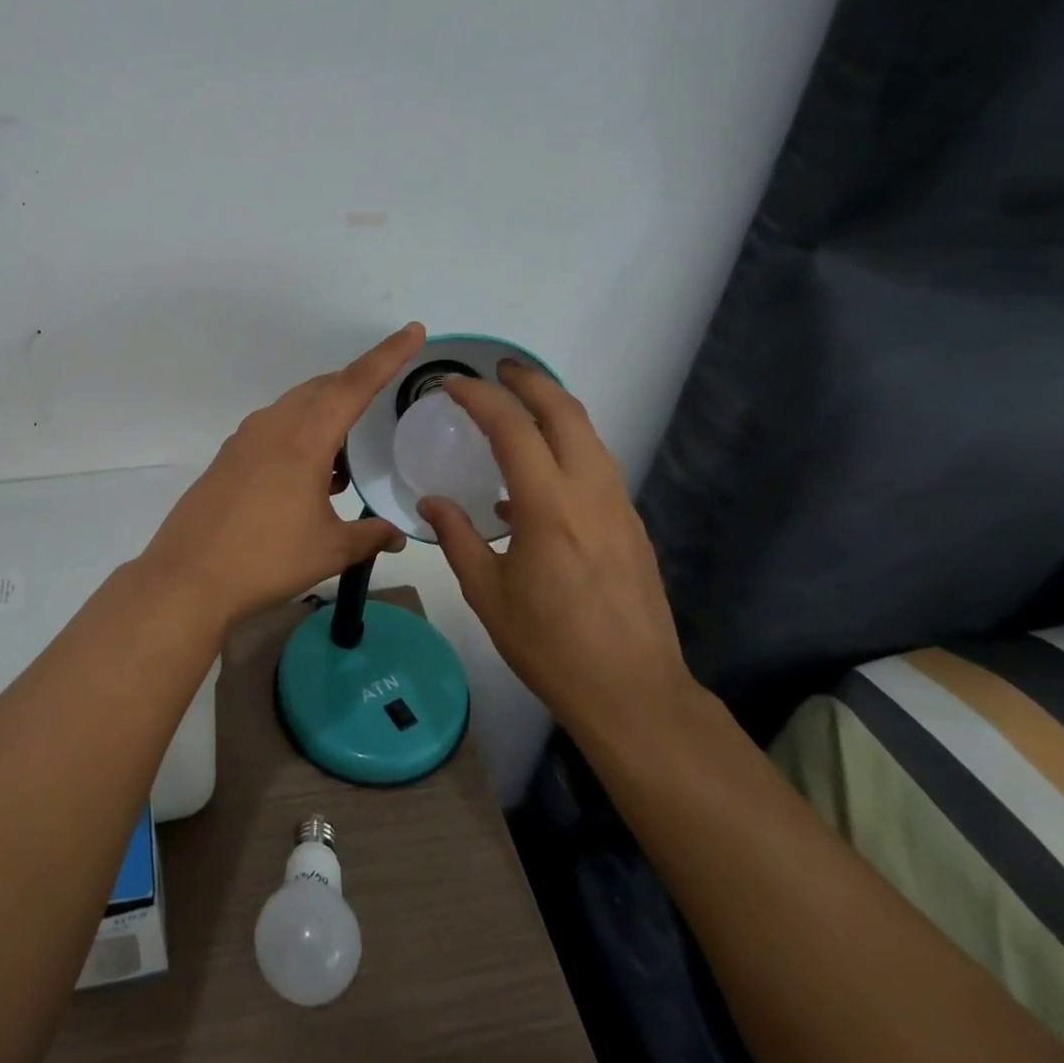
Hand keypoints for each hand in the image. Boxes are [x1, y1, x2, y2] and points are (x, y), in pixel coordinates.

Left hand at [139, 323, 425, 626]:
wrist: (188, 578)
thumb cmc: (266, 559)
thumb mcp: (329, 549)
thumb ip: (370, 535)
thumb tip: (396, 534)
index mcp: (304, 438)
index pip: (353, 384)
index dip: (386, 356)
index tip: (412, 332)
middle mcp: (273, 426)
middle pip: (322, 389)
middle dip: (355, 387)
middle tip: (382, 402)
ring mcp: (245, 440)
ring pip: (295, 408)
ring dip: (325, 418)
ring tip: (346, 459)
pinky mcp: (228, 457)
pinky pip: (274, 430)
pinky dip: (300, 437)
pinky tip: (310, 478)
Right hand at [417, 361, 697, 751]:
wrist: (633, 692)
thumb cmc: (550, 646)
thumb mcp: (487, 594)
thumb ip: (456, 538)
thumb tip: (430, 502)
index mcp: (549, 508)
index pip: (513, 429)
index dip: (480, 398)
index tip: (452, 385)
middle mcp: (591, 493)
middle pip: (565, 412)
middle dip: (530, 381)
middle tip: (498, 371)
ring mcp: (619, 507)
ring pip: (589, 435)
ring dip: (553, 409)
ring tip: (518, 407)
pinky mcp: (631, 525)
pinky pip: (597, 466)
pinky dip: (566, 448)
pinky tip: (536, 479)